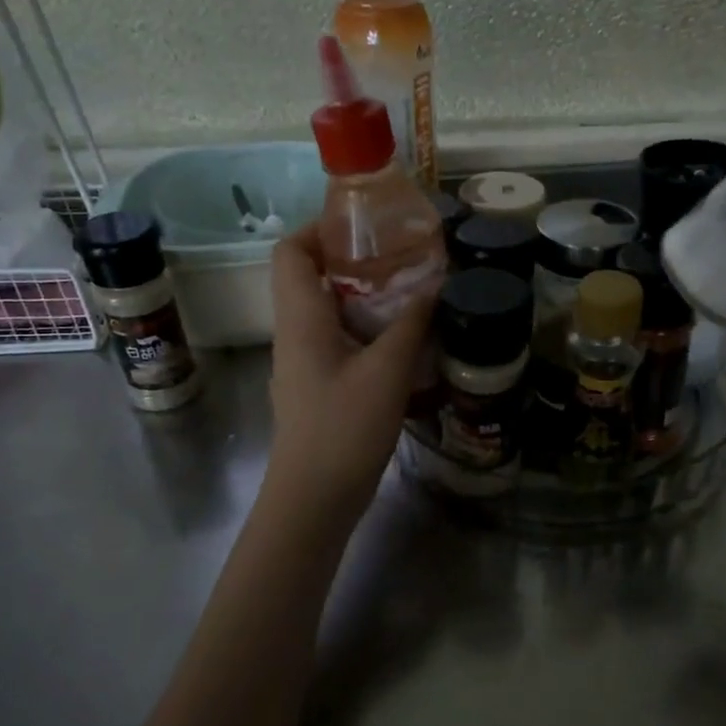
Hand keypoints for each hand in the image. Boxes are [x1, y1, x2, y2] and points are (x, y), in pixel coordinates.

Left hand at [265, 226, 435, 520]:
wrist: (315, 499)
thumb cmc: (344, 428)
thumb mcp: (387, 371)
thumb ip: (411, 323)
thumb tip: (435, 284)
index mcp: (301, 318)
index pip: (290, 251)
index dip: (319, 229)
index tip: (365, 227)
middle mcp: (296, 334)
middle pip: (312, 278)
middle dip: (355, 262)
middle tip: (403, 258)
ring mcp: (306, 363)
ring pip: (330, 312)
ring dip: (367, 298)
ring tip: (413, 293)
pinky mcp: (321, 387)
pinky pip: (341, 342)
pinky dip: (369, 331)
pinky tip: (406, 342)